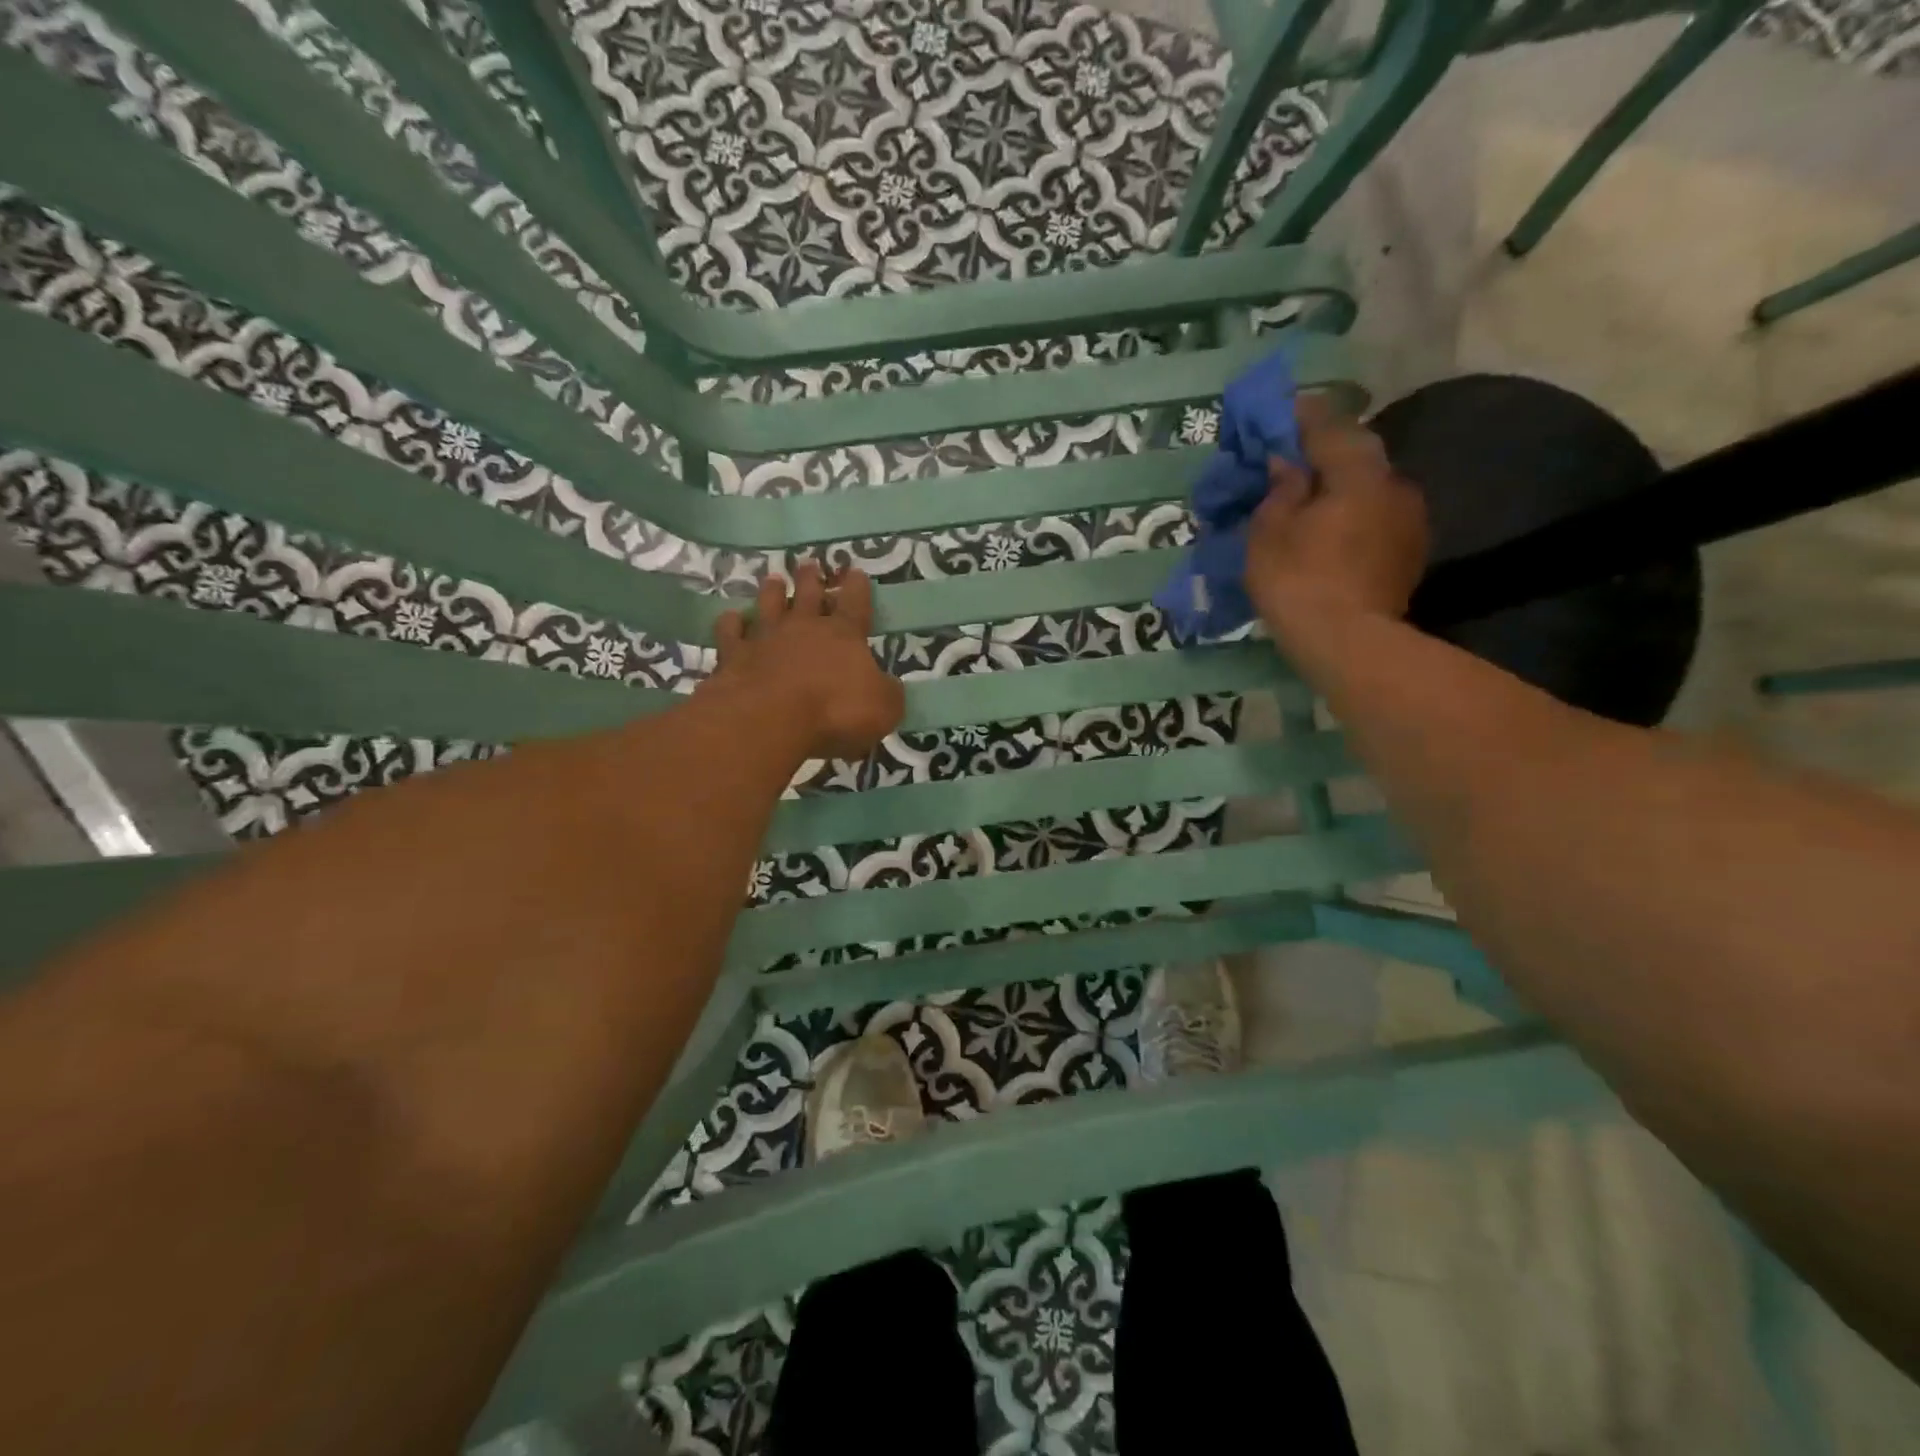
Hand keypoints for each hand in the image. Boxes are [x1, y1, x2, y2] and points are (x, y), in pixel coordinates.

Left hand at [708, 561, 904, 760]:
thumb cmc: (835, 711)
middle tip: (809, 565)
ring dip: (771, 592)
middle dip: (810, 579)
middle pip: (807, 594)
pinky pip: (730, 632)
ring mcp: (764, 638)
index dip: (858, 588)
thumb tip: (887, 686)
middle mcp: (803, 627)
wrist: (770, 719)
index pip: (855, 604)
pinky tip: (731, 619)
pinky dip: (730, 624)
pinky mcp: (733, 656)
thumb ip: (887, 693)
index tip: (857, 573)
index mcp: (843, 635)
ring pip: (768, 605)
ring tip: (772, 579)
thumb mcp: (883, 708)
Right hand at [1246, 393, 1428, 640]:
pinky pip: (1376, 518)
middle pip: (1357, 455)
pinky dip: (1354, 515)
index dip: (1303, 416)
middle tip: (1295, 460)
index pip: (1329, 426)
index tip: (1284, 409)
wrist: (1350, 643)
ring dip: (1342, 487)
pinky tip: (1333, 532)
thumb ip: (1281, 490)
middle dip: (1326, 453)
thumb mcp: (1270, 533)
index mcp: (1357, 472)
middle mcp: (1394, 485)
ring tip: (1312, 500)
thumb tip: (1288, 464)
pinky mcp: (1410, 552)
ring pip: (1370, 488)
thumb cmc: (1299, 581)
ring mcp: (1409, 520)